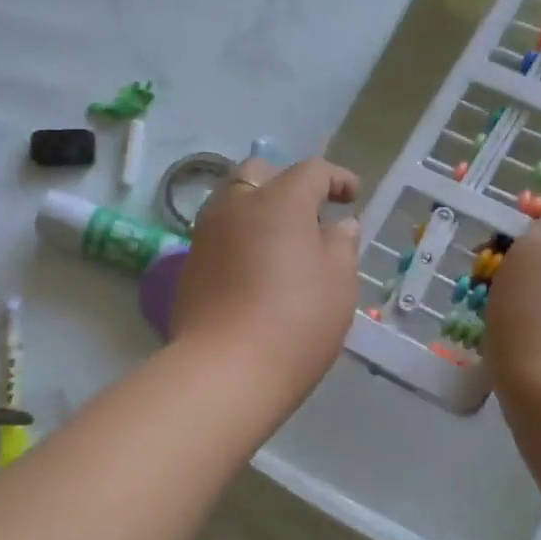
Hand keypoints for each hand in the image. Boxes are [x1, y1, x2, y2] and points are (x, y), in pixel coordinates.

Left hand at [171, 156, 360, 404]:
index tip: (352, 197)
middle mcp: (235, 206)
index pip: (312, 171)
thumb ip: (341, 245)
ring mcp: (205, 235)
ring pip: (230, 203)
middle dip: (285, 183)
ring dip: (255, 210)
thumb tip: (337, 226)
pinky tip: (251, 269)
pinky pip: (216, 237)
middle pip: (258, 173)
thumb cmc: (297, 320)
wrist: (226, 369)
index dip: (336, 179)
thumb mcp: (339, 282)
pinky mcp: (188, 266)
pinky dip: (237, 240)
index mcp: (279, 200)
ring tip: (277, 241)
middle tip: (307, 215)